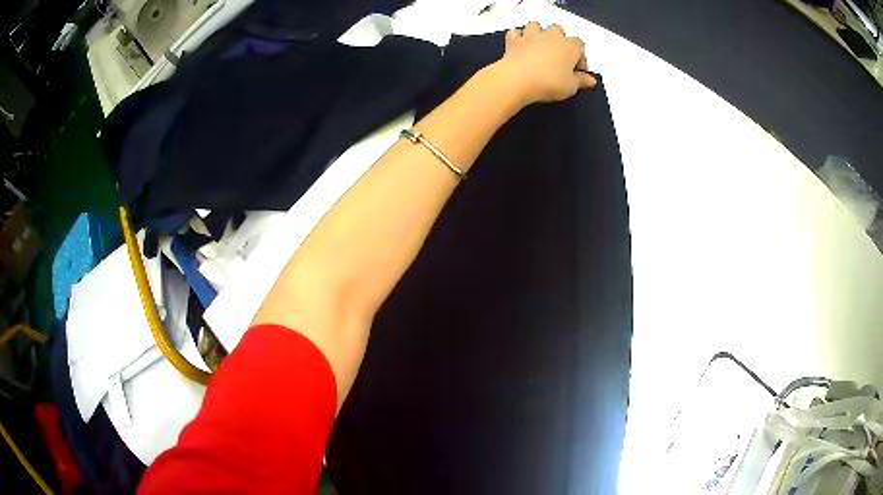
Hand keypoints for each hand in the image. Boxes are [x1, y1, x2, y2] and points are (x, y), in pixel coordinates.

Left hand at [496, 22, 595, 104]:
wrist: (517, 79)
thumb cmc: (550, 82)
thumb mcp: (571, 86)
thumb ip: (582, 81)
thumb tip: (591, 80)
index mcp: (569, 45)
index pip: (580, 45)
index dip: (580, 57)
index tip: (577, 71)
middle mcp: (551, 36)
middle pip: (558, 30)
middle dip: (560, 40)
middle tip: (558, 57)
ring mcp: (531, 35)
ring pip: (536, 25)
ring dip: (538, 33)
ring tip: (539, 47)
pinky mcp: (514, 40)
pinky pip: (516, 32)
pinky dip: (518, 37)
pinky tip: (520, 46)